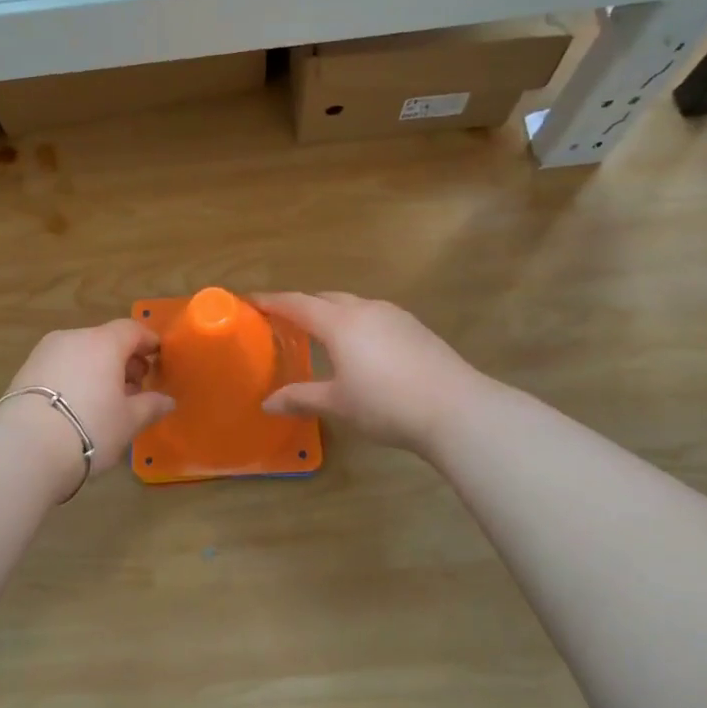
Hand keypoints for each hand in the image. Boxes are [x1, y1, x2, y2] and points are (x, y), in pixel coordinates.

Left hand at [0, 320, 176, 488]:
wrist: (24, 448)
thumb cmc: (90, 428)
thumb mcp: (128, 421)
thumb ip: (150, 406)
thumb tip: (167, 400)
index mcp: (102, 343)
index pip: (131, 330)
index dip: (147, 342)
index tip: (158, 357)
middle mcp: (72, 338)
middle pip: (104, 340)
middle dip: (123, 359)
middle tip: (135, 386)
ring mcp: (44, 353)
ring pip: (80, 353)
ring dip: (97, 369)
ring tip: (106, 400)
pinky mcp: (24, 372)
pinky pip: (60, 367)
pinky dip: (75, 378)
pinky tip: (78, 405)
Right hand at [254, 292, 481, 454]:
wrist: (456, 409)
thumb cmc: (386, 405)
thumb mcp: (337, 404)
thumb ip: (300, 398)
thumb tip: (267, 403)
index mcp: (339, 323)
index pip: (296, 304)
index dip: (271, 301)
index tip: (250, 300)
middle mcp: (365, 309)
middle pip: (325, 298)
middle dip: (302, 305)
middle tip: (284, 320)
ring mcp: (395, 316)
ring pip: (354, 305)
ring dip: (332, 313)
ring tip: (321, 334)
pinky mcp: (416, 328)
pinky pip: (375, 316)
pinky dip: (357, 323)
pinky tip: (362, 347)